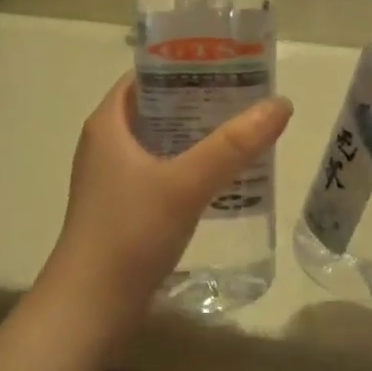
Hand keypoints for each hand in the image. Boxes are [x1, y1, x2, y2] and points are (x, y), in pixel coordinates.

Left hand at [44, 74, 292, 318]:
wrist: (91, 307)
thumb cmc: (130, 233)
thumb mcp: (185, 183)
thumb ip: (233, 145)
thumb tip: (280, 104)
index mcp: (108, 123)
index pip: (147, 74)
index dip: (186, 64)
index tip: (230, 63)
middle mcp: (106, 144)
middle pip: (159, 107)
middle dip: (201, 101)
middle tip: (248, 98)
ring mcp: (112, 179)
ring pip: (161, 143)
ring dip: (198, 137)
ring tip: (244, 133)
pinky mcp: (123, 209)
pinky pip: (161, 174)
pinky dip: (190, 168)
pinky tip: (223, 179)